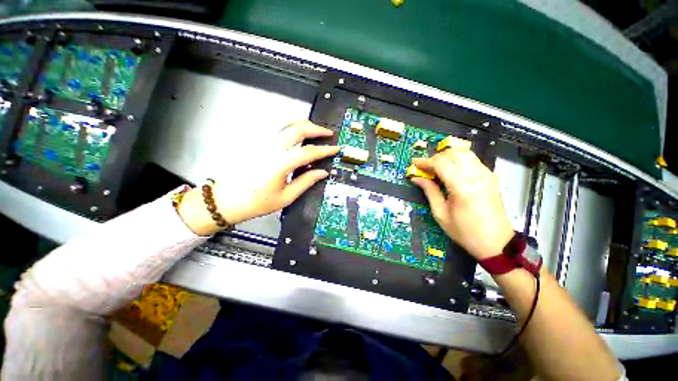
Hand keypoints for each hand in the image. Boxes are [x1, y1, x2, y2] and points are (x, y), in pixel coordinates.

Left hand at [212, 120, 338, 224]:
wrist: (225, 200)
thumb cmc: (256, 202)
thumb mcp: (285, 197)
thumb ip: (306, 182)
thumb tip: (322, 172)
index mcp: (280, 164)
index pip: (309, 152)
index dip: (325, 150)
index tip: (335, 148)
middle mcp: (271, 148)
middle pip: (298, 129)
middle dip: (316, 129)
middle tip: (327, 133)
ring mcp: (261, 142)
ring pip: (286, 123)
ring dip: (303, 124)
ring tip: (314, 130)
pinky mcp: (256, 142)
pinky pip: (276, 128)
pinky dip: (290, 126)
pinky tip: (295, 133)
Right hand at [411, 149, 513, 259]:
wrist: (496, 243)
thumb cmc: (465, 232)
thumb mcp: (441, 214)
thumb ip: (429, 191)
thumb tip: (417, 178)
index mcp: (462, 186)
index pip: (441, 163)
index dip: (425, 162)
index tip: (414, 163)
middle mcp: (476, 176)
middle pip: (453, 154)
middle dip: (435, 157)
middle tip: (425, 167)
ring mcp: (486, 174)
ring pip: (464, 153)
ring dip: (447, 157)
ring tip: (436, 168)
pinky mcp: (491, 177)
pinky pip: (472, 160)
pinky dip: (458, 160)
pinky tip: (451, 171)